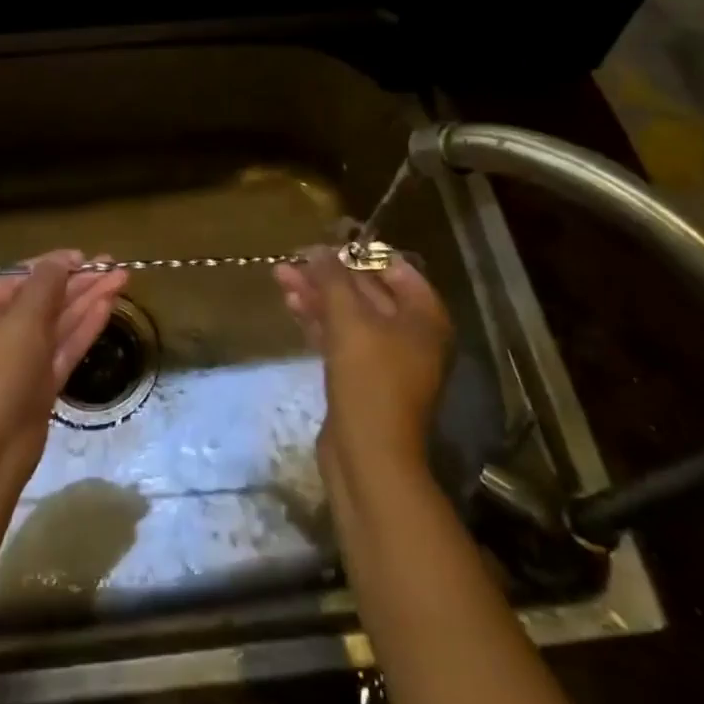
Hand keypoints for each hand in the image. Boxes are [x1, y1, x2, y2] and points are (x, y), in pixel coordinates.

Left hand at [0, 249, 128, 487]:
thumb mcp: (20, 322)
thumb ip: (45, 286)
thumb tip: (61, 259)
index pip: (19, 279)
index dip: (53, 265)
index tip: (85, 256)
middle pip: (43, 300)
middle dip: (78, 282)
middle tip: (115, 266)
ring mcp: (20, 362)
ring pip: (58, 324)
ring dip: (88, 301)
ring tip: (122, 279)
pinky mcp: (40, 386)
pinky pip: (63, 348)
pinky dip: (85, 327)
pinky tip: (108, 306)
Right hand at [274, 246, 450, 479]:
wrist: (369, 458)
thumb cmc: (369, 380)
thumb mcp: (349, 320)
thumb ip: (332, 279)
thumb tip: (317, 250)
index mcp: (424, 317)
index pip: (394, 268)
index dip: (358, 253)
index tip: (323, 244)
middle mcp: (411, 334)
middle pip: (367, 291)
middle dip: (328, 275)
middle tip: (292, 259)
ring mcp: (387, 358)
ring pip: (349, 315)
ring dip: (317, 295)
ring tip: (279, 276)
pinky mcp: (362, 378)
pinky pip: (341, 337)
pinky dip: (318, 320)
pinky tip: (291, 305)